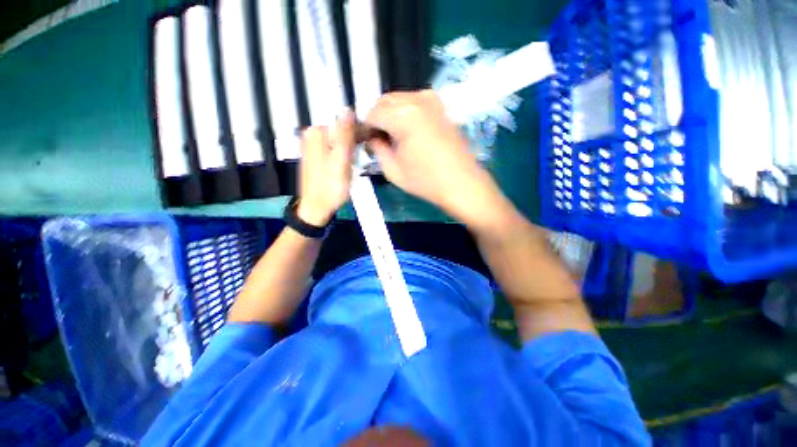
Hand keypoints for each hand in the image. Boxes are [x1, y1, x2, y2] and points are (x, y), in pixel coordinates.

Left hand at [297, 110, 355, 225]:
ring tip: (353, 164)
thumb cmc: (331, 188)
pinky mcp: (317, 154)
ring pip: (339, 138)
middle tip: (358, 159)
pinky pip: (335, 146)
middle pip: (341, 128)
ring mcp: (313, 144)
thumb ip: (345, 137)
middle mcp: (312, 134)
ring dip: (350, 148)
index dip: (359, 130)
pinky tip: (347, 165)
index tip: (367, 144)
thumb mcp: (341, 162)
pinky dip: (344, 153)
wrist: (316, 207)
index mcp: (316, 133)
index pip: (343, 120)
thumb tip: (348, 110)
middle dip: (354, 140)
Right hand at [365, 90, 510, 232]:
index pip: (372, 113)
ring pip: (399, 100)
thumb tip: (372, 137)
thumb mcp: (393, 170)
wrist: (462, 183)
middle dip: (376, 118)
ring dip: (390, 115)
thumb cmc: (427, 181)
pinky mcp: (440, 107)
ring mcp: (432, 100)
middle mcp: (417, 100)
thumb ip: (377, 148)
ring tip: (391, 137)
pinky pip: (413, 103)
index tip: (363, 140)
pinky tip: (406, 131)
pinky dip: (404, 113)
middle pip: (384, 101)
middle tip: (375, 139)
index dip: (364, 127)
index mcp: (404, 116)